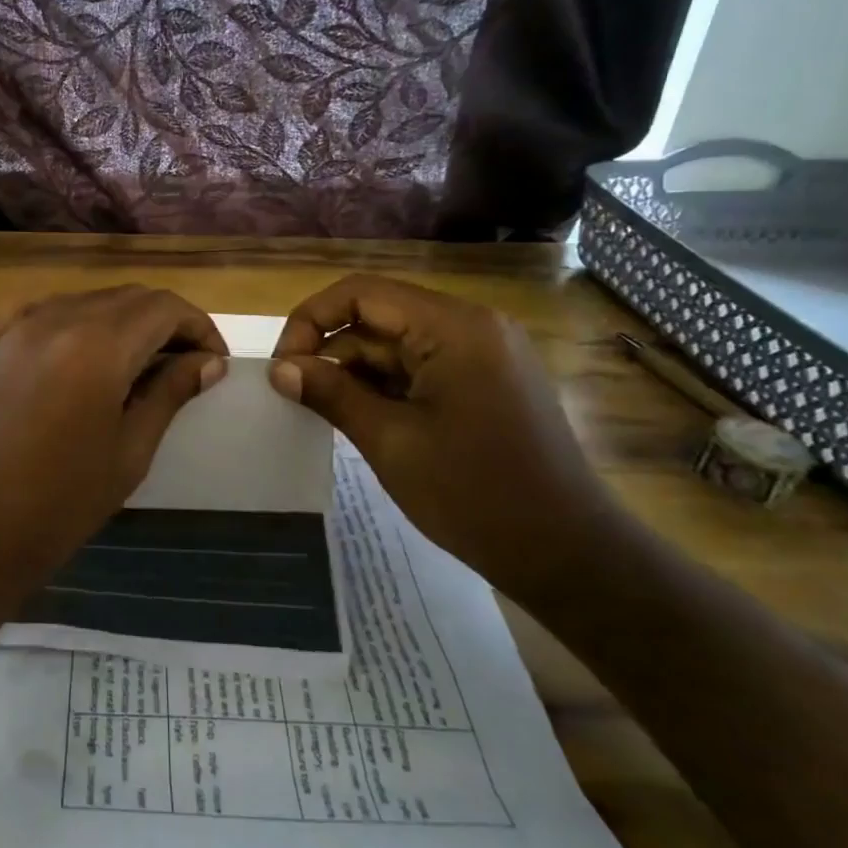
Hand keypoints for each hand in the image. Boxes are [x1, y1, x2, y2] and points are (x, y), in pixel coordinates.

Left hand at [0, 287, 227, 622]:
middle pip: (125, 297)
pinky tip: (74, 356)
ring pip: (82, 300)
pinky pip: (36, 312)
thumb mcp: (129, 453)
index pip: (163, 307)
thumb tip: (207, 362)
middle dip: (162, 322)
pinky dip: (68, 323)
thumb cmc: (58, 506)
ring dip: (117, 321)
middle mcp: (51, 319)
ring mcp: (8, 325)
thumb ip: (170, 393)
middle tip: (181, 362)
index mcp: (95, 347)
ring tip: (131, 363)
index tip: (211, 359)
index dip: (198, 326)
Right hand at [269, 274, 629, 594]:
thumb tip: (279, 369)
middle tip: (297, 396)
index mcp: (453, 327)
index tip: (284, 366)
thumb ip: (330, 394)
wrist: (568, 554)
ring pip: (398, 345)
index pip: (362, 293)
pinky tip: (366, 421)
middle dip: (333, 351)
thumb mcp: (389, 441)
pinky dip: (387, 388)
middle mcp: (472, 326)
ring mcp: (484, 354)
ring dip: (358, 373)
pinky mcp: (487, 382)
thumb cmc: (474, 494)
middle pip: (379, 316)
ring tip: (328, 415)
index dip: (311, 320)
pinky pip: (422, 367)